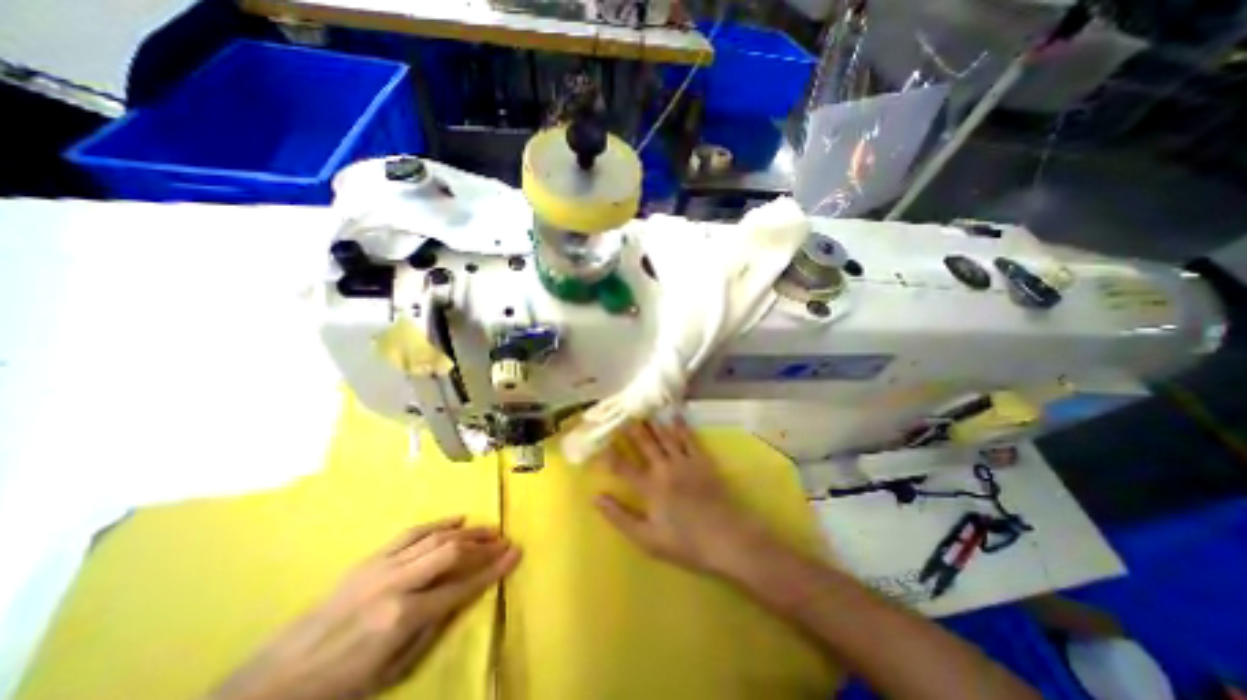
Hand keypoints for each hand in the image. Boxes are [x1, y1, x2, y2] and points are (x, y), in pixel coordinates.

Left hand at [213, 517, 520, 699]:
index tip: (516, 554)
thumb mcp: (393, 671)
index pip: (462, 586)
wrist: (274, 683)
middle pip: (452, 552)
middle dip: (484, 544)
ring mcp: (383, 566)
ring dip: (468, 531)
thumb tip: (463, 596)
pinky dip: (438, 523)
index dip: (493, 570)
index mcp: (403, 617)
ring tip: (489, 529)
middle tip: (505, 539)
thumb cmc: (340, 687)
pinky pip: (412, 533)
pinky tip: (457, 519)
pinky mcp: (371, 559)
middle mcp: (397, 583)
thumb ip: (433, 628)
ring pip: (436, 537)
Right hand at [597, 420, 776, 578]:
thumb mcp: (647, 539)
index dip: (610, 455)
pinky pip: (689, 439)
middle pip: (645, 445)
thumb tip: (596, 498)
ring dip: (653, 424)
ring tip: (643, 411)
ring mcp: (685, 462)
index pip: (624, 467)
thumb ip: (620, 517)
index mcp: (650, 488)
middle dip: (632, 431)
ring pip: (665, 438)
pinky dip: (681, 427)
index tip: (600, 443)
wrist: (727, 539)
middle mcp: (665, 469)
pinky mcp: (702, 461)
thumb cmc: (685, 543)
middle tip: (622, 416)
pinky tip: (675, 416)